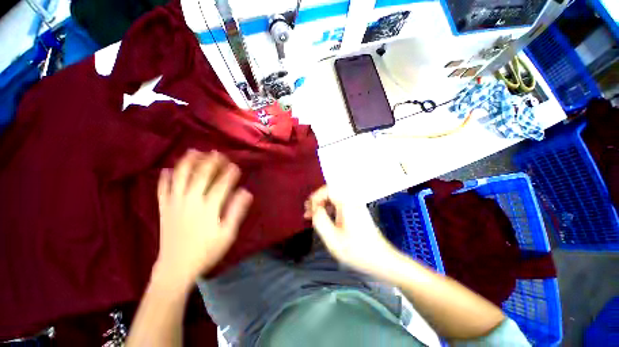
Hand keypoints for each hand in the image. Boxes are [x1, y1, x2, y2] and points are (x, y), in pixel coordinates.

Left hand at [154, 150, 252, 286]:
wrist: (175, 268)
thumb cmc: (206, 251)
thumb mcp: (227, 234)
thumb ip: (236, 211)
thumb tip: (246, 192)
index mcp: (209, 207)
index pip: (222, 184)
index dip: (229, 173)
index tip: (235, 165)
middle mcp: (191, 200)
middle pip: (201, 175)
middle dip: (211, 162)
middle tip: (217, 152)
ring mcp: (175, 203)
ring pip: (180, 177)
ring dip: (187, 162)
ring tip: (194, 151)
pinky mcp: (164, 208)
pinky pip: (162, 190)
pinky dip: (164, 178)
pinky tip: (166, 170)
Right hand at [304, 186, 397, 273]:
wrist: (382, 260)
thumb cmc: (357, 251)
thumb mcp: (333, 239)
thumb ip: (320, 221)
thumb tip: (315, 209)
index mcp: (347, 204)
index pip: (328, 190)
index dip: (315, 197)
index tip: (309, 209)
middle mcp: (352, 201)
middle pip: (331, 192)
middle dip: (318, 200)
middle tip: (308, 211)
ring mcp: (356, 206)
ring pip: (335, 198)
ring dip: (323, 204)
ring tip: (313, 215)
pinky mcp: (357, 212)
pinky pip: (340, 204)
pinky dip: (330, 209)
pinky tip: (325, 219)